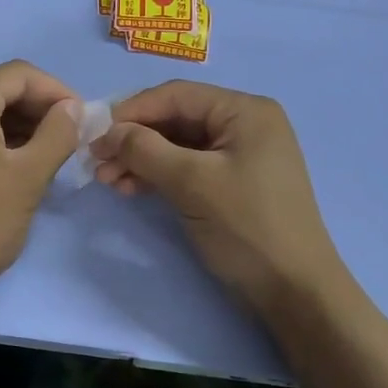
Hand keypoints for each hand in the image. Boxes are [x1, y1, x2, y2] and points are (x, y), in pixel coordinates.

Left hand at [0, 61, 81, 310]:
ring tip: (50, 153)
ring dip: (19, 125)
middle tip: (71, 138)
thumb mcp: (29, 176)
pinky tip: (18, 163)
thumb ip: (58, 133)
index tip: (84, 119)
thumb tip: (73, 108)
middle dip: (38, 109)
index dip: (57, 91)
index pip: (19, 75)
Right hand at [91, 81, 344, 317]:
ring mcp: (240, 155)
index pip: (177, 95)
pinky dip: (158, 176)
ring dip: (141, 160)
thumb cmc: (247, 226)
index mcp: (245, 111)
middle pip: (175, 119)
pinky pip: (187, 168)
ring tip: (107, 181)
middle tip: (96, 163)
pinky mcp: (232, 184)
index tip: (94, 134)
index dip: (132, 111)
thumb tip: (108, 132)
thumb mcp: (192, 183)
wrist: (294, 291)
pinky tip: (131, 189)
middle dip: (134, 139)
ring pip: (177, 146)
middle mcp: (244, 124)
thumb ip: (146, 150)